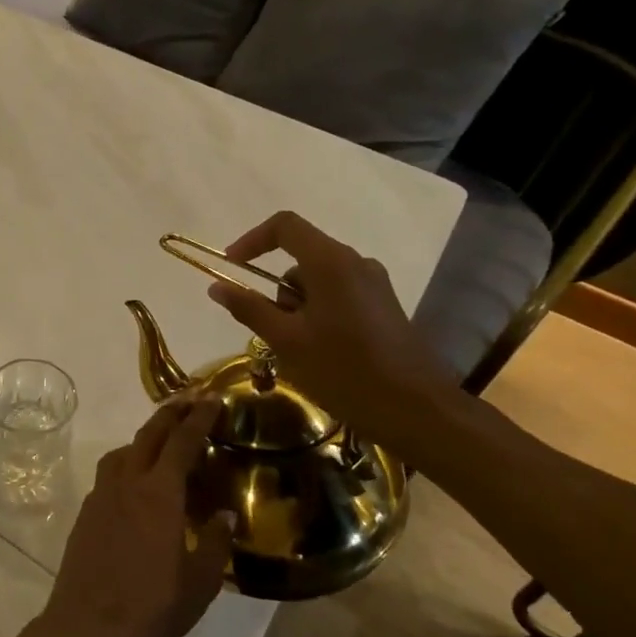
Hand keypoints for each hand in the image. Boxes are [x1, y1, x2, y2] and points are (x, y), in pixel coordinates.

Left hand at [38, 399, 233, 636]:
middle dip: (171, 413)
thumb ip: (216, 544)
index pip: (183, 442)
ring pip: (124, 451)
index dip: (199, 418)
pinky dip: (126, 464)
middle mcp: (128, 482)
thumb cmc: (151, 604)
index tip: (213, 399)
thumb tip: (226, 516)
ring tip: (161, 442)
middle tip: (189, 400)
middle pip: (149, 435)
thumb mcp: (199, 583)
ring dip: (145, 437)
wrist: (88, 624)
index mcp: (160, 493)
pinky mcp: (86, 511)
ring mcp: (102, 494)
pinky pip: (109, 473)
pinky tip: (134, 483)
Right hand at [206, 211, 459, 449]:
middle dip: (275, 289)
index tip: (231, 267)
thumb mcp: (286, 341)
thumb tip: (217, 286)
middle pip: (300, 256)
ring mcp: (373, 284)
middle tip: (270, 331)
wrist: (417, 410)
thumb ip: (249, 308)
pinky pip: (337, 296)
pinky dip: (317, 314)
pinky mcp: (383, 306)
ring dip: (296, 307)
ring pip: (317, 280)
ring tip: (297, 351)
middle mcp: (355, 263)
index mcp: (331, 262)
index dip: (252, 240)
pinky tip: (320, 353)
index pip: (284, 226)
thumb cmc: (345, 371)